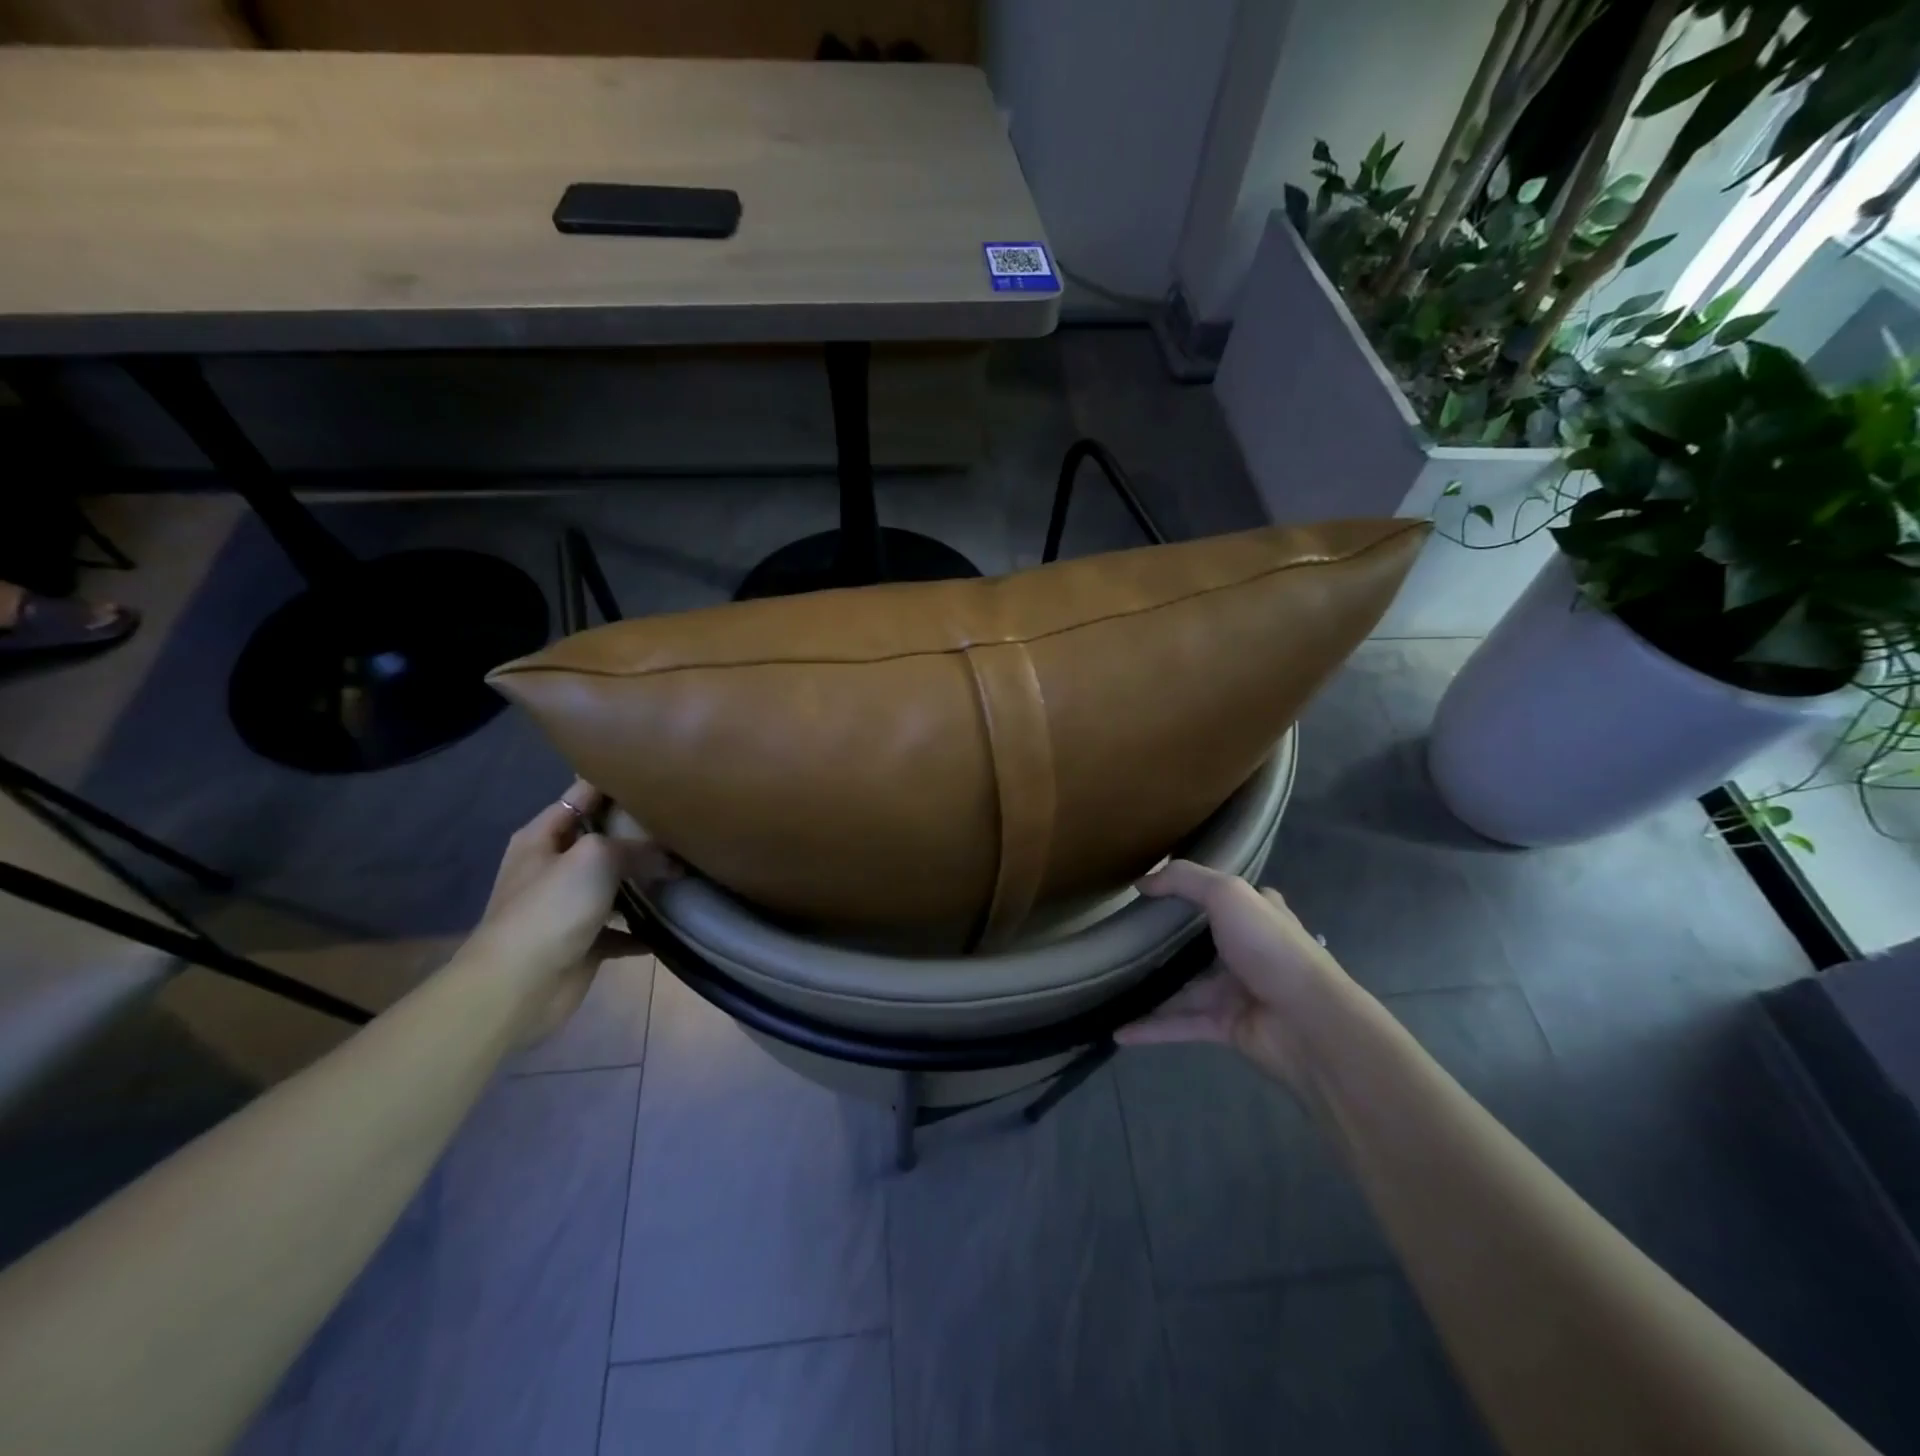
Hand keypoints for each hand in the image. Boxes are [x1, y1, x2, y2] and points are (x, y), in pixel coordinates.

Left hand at [465, 779, 674, 1043]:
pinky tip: (675, 921)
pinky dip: (645, 927)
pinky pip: (622, 929)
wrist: (518, 986)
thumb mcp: (596, 857)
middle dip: (640, 833)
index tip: (661, 776)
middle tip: (685, 822)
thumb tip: (673, 860)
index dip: (618, 782)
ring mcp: (568, 906)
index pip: (583, 794)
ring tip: (688, 867)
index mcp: (543, 837)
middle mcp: (553, 867)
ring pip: (615, 884)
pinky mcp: (584, 942)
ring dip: (645, 880)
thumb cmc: (551, 908)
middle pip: (602, 839)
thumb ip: (637, 848)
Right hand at [1116, 860, 1347, 1086]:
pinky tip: (1119, 1031)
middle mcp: (1248, 950)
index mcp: (1257, 914)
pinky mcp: (1226, 1026)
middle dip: (1167, 941)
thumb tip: (1142, 882)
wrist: (1308, 1023)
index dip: (1198, 890)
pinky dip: (1151, 1028)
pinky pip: (1181, 1024)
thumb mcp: (1227, 894)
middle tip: (1124, 936)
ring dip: (1152, 987)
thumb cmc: (1270, 947)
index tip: (1158, 890)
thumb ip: (1184, 880)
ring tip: (1111, 983)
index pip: (1228, 896)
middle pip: (1201, 942)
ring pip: (1185, 987)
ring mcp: (1237, 991)